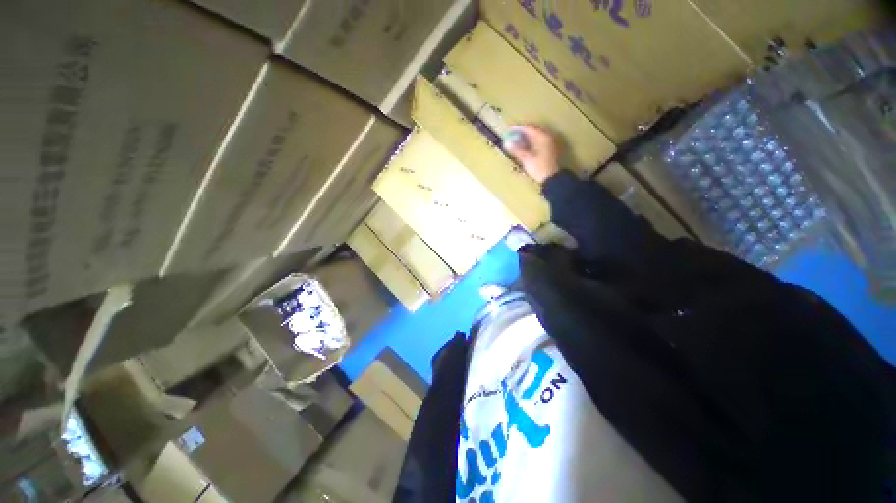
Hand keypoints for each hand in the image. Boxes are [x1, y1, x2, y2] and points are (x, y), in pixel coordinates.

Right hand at [502, 125, 560, 183]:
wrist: (553, 179)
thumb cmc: (539, 168)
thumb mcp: (526, 159)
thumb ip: (517, 150)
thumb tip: (506, 143)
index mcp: (543, 137)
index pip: (529, 128)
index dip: (518, 129)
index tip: (509, 130)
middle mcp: (548, 137)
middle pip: (534, 130)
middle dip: (523, 132)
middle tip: (512, 135)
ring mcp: (551, 143)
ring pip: (537, 136)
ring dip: (527, 137)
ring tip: (518, 141)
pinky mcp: (551, 149)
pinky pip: (540, 141)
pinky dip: (532, 142)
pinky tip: (526, 147)